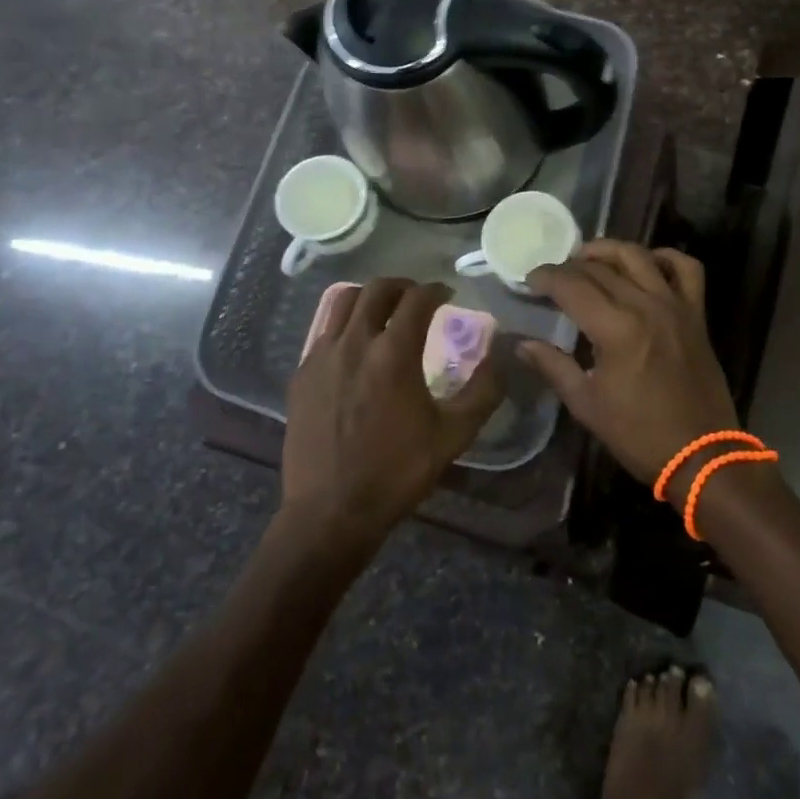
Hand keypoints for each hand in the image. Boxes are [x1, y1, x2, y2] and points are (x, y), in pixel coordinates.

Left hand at [280, 279, 503, 548]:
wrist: (329, 513)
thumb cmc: (396, 472)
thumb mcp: (453, 436)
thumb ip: (482, 392)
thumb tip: (498, 358)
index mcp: (394, 352)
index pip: (417, 298)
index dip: (436, 289)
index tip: (447, 294)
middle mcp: (355, 342)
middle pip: (378, 289)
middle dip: (403, 286)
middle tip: (417, 298)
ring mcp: (322, 356)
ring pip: (344, 301)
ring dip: (369, 297)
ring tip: (384, 312)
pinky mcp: (302, 374)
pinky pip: (324, 332)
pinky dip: (345, 326)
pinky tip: (355, 349)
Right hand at [521, 241, 740, 486]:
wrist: (701, 456)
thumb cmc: (639, 434)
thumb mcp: (587, 404)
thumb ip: (553, 366)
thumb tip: (522, 344)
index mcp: (616, 329)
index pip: (572, 286)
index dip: (546, 278)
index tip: (530, 280)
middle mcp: (646, 305)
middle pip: (600, 269)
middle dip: (570, 267)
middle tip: (553, 277)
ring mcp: (675, 305)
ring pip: (639, 256)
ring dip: (609, 251)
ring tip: (589, 258)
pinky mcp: (696, 313)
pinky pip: (686, 269)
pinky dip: (665, 258)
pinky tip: (647, 264)